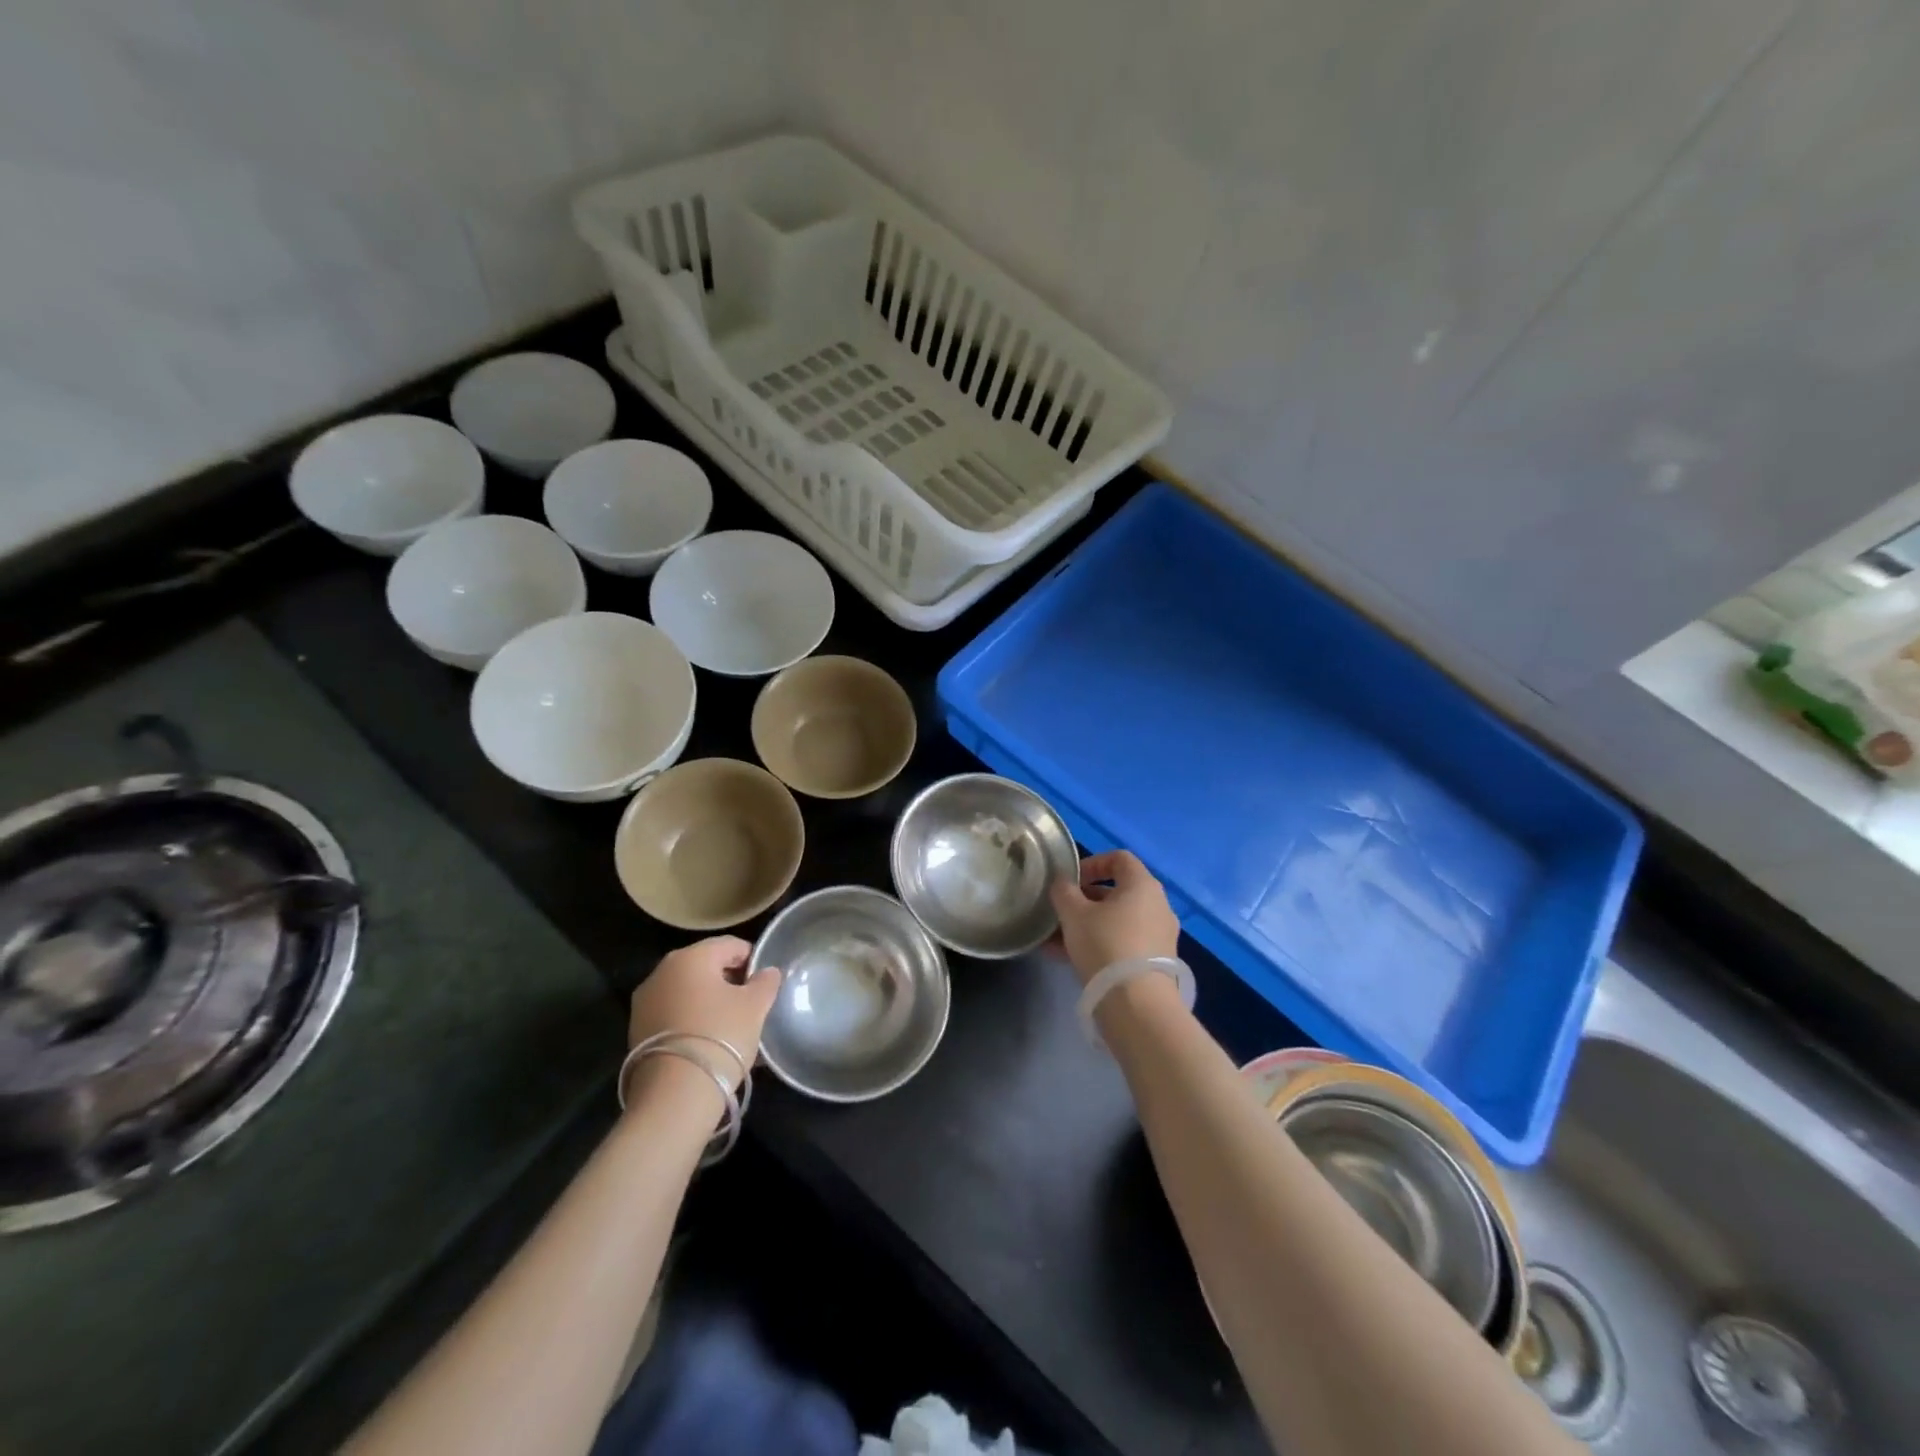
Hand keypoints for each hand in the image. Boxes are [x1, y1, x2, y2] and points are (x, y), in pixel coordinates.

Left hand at [626, 937, 781, 1090]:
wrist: (674, 1097)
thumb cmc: (720, 1037)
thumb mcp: (755, 1006)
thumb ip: (765, 982)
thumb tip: (767, 972)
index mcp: (691, 957)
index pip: (730, 945)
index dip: (752, 960)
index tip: (765, 983)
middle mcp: (661, 972)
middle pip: (705, 966)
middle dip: (729, 981)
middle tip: (751, 1004)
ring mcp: (644, 1002)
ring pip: (688, 991)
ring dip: (709, 1002)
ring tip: (731, 1026)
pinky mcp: (637, 1031)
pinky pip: (673, 1014)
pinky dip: (692, 1020)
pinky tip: (709, 1041)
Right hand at [1048, 850, 1180, 986]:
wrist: (1137, 1005)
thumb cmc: (1105, 945)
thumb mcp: (1074, 914)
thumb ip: (1064, 892)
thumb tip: (1062, 883)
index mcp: (1142, 885)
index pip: (1119, 859)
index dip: (1092, 863)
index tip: (1070, 880)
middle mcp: (1158, 906)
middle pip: (1117, 893)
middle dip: (1085, 900)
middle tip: (1061, 912)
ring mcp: (1159, 936)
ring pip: (1118, 921)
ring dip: (1088, 925)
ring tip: (1057, 940)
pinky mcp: (1156, 963)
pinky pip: (1123, 943)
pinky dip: (1100, 944)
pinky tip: (1069, 959)